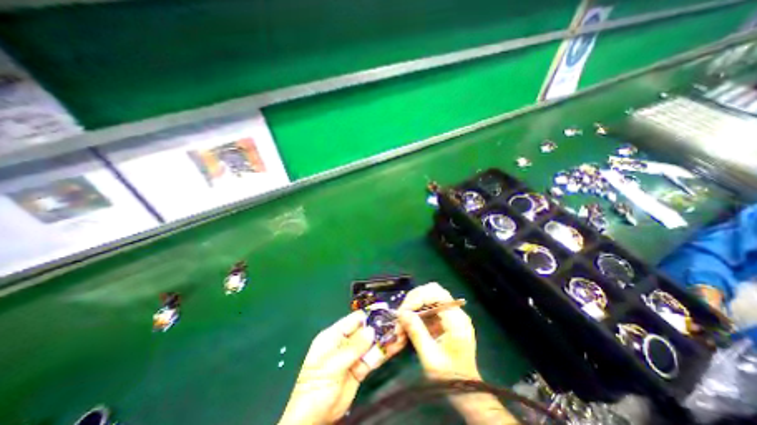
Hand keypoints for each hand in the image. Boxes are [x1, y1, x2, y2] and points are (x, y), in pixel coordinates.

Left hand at [279, 309, 407, 424]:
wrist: (314, 419)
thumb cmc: (316, 387)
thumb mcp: (332, 365)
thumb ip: (353, 348)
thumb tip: (371, 330)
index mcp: (334, 335)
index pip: (354, 320)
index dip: (369, 314)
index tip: (385, 309)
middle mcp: (345, 342)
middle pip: (365, 330)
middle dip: (381, 325)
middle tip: (398, 321)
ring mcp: (354, 355)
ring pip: (372, 343)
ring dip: (386, 337)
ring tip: (402, 331)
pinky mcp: (361, 368)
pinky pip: (374, 357)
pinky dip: (385, 351)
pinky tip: (397, 345)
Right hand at [396, 283, 478, 379]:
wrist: (465, 392)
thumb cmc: (450, 378)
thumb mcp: (430, 357)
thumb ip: (416, 332)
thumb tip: (402, 313)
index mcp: (456, 320)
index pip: (436, 293)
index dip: (417, 297)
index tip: (403, 311)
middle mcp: (455, 313)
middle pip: (432, 291)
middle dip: (413, 300)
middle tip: (401, 314)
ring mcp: (450, 315)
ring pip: (428, 298)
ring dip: (412, 307)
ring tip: (401, 323)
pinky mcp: (444, 320)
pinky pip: (427, 308)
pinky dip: (415, 314)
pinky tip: (407, 326)